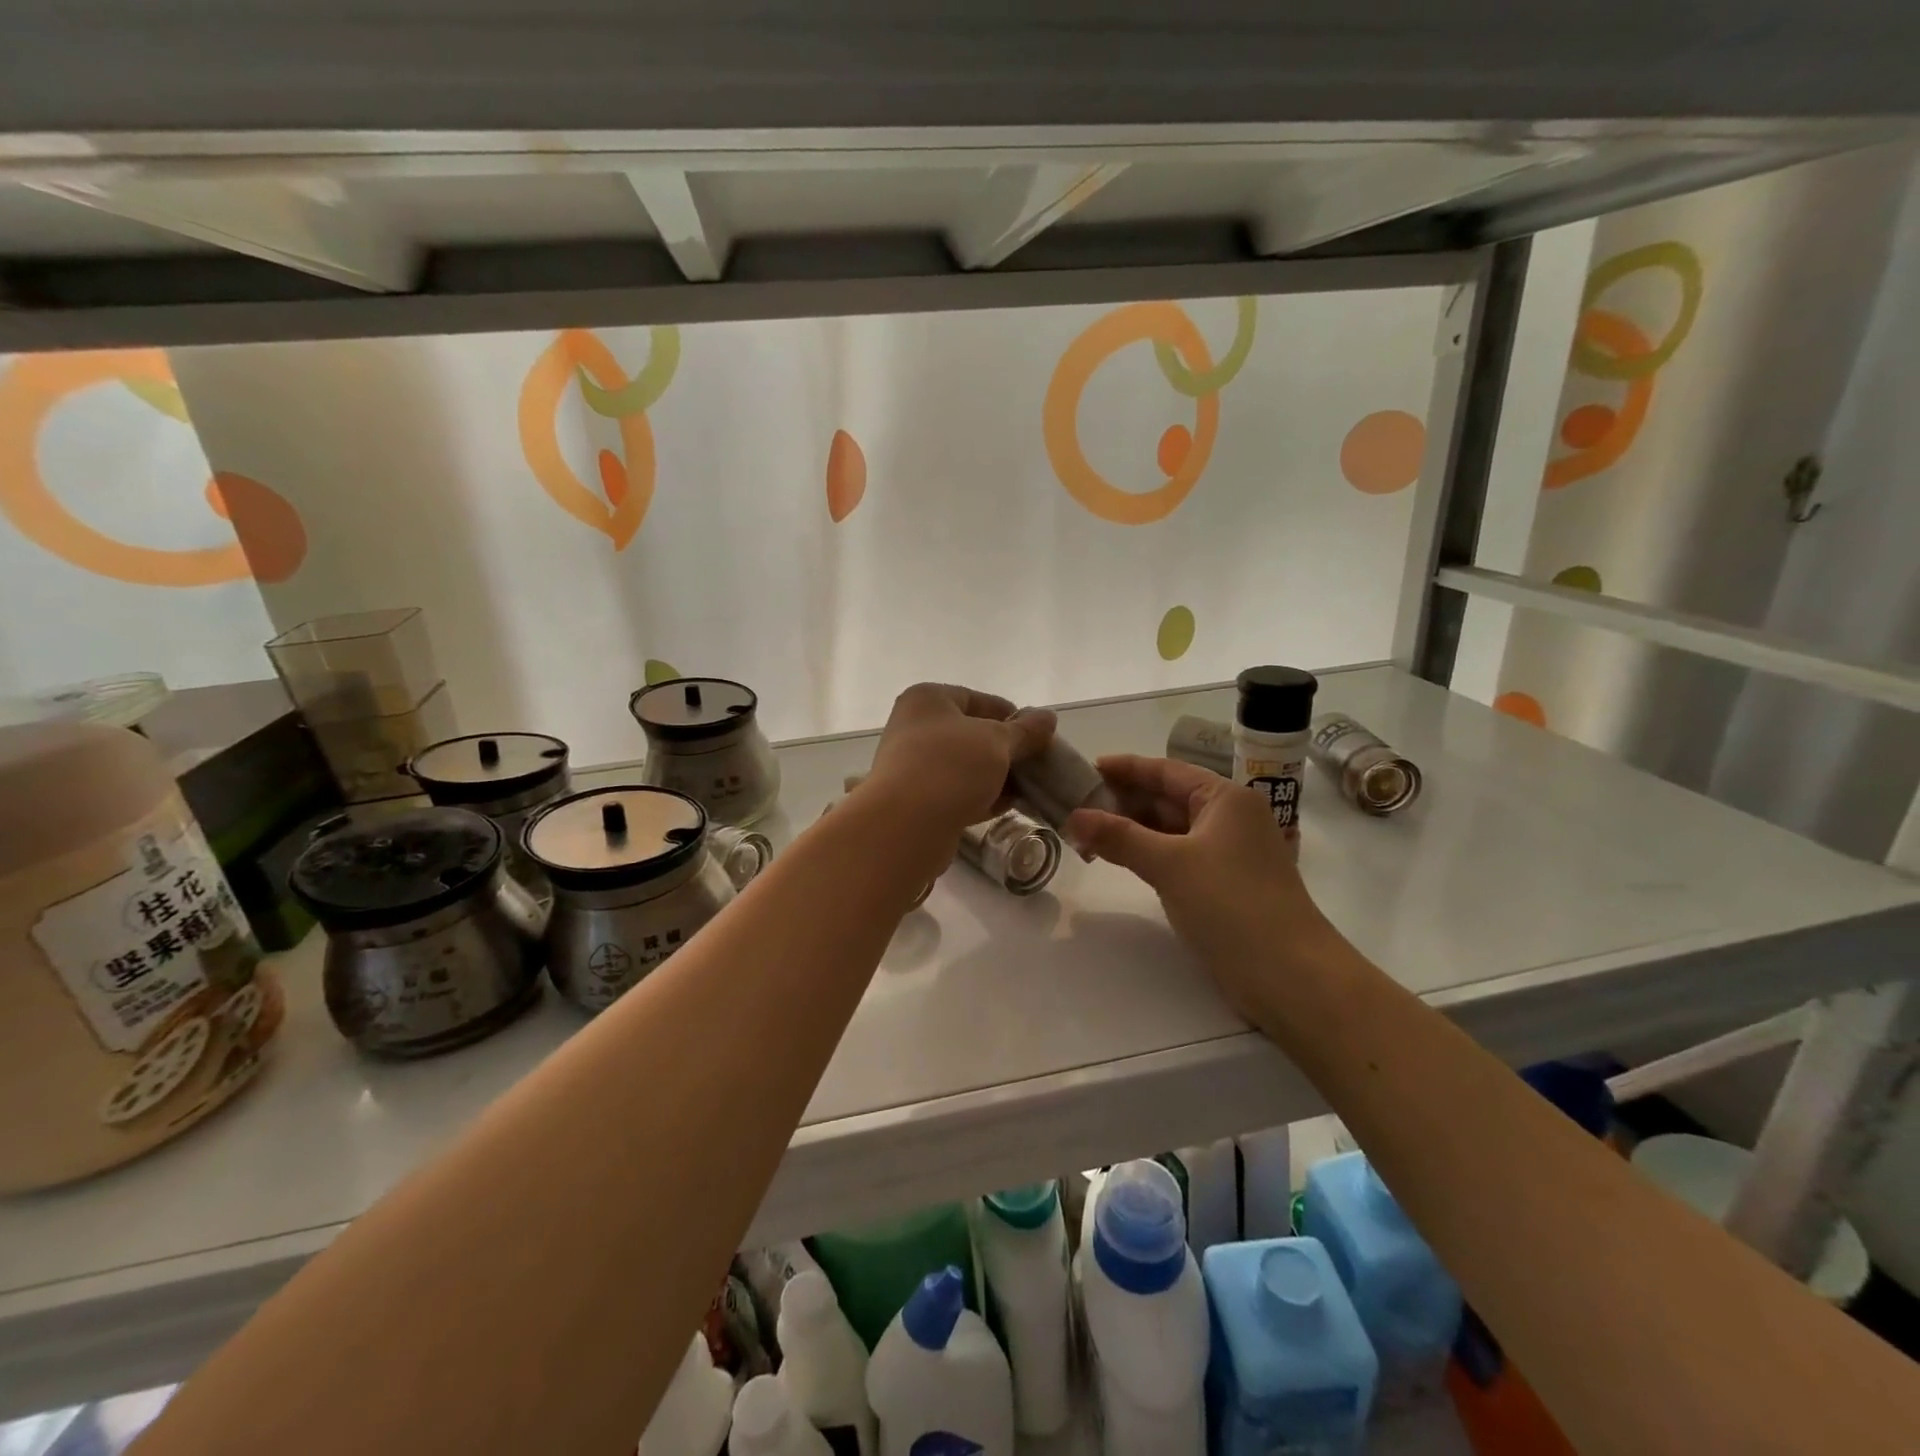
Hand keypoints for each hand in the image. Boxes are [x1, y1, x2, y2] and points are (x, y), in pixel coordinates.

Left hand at [862, 684, 1055, 838]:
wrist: (905, 826)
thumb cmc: (951, 767)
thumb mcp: (997, 742)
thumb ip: (1026, 730)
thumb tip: (1048, 717)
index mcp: (928, 699)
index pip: (978, 699)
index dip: (1012, 715)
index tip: (1039, 736)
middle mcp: (914, 727)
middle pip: (972, 734)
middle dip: (1007, 750)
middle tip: (1038, 765)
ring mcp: (912, 765)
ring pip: (965, 766)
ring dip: (996, 776)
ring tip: (1030, 788)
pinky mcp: (916, 801)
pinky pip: (956, 792)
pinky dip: (981, 796)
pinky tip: (1008, 806)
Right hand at [1066, 755, 1334, 1024]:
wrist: (1291, 976)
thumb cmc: (1232, 905)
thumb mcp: (1170, 864)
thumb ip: (1119, 837)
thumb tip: (1073, 817)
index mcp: (1224, 798)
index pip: (1164, 771)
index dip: (1123, 769)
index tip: (1084, 769)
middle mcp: (1228, 818)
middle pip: (1165, 798)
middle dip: (1120, 802)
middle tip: (1073, 807)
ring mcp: (1226, 853)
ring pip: (1168, 830)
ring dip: (1129, 831)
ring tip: (1084, 835)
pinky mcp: (1222, 885)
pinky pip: (1175, 857)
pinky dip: (1145, 855)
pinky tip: (1117, 860)